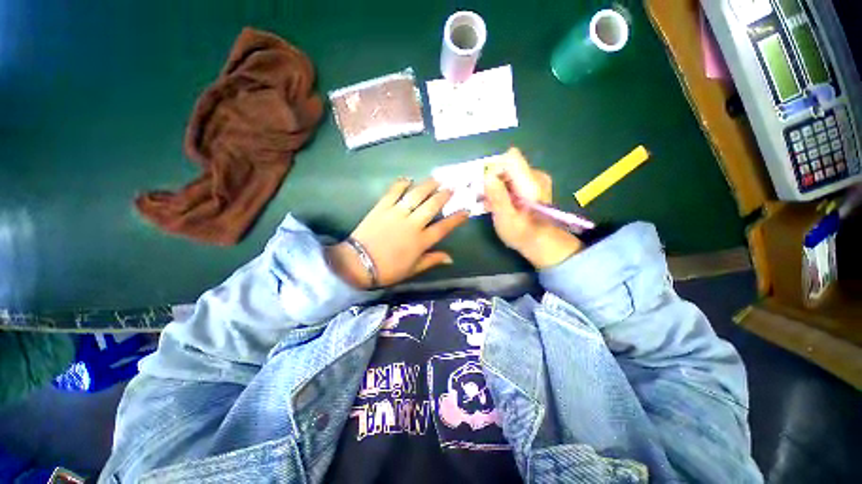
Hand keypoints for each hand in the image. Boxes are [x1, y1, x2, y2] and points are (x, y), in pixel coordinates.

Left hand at [327, 178, 468, 288]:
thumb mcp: (413, 269)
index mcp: (421, 241)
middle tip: (451, 187)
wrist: (358, 264)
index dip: (456, 219)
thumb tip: (450, 258)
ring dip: (427, 186)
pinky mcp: (382, 208)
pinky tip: (407, 179)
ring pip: (416, 195)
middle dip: (444, 195)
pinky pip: (393, 192)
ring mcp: (397, 214)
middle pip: (432, 206)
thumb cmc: (388, 270)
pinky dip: (401, 184)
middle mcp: (412, 224)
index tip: (466, 210)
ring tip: (436, 179)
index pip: (444, 227)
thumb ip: (432, 260)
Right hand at [484, 147, 582, 268]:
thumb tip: (487, 176)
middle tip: (488, 200)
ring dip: (496, 186)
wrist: (542, 243)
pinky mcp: (532, 184)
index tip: (488, 188)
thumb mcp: (506, 219)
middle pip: (507, 165)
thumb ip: (497, 197)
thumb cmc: (522, 234)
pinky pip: (512, 179)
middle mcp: (535, 176)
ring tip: (493, 205)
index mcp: (531, 183)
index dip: (494, 170)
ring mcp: (535, 179)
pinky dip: (503, 189)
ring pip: (508, 172)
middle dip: (493, 180)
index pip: (510, 158)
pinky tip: (501, 203)